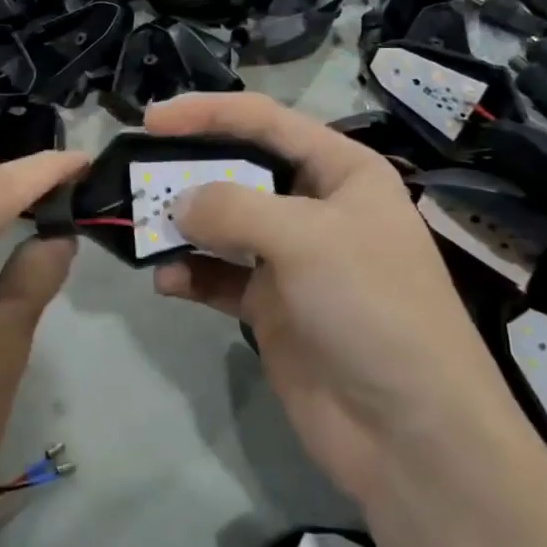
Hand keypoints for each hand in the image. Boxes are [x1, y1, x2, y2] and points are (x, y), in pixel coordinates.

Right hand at [146, 94, 512, 507]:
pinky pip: (219, 277)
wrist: (410, 433)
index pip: (265, 122)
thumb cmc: (371, 307)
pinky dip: (191, 273)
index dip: (208, 112)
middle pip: (239, 170)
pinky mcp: (271, 307)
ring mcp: (292, 260)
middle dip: (189, 171)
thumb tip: (177, 203)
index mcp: (341, 171)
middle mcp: (315, 206)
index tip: (151, 119)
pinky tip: (166, 281)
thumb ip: (233, 208)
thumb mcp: (306, 238)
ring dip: (183, 226)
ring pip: (223, 225)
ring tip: (143, 231)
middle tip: (136, 175)